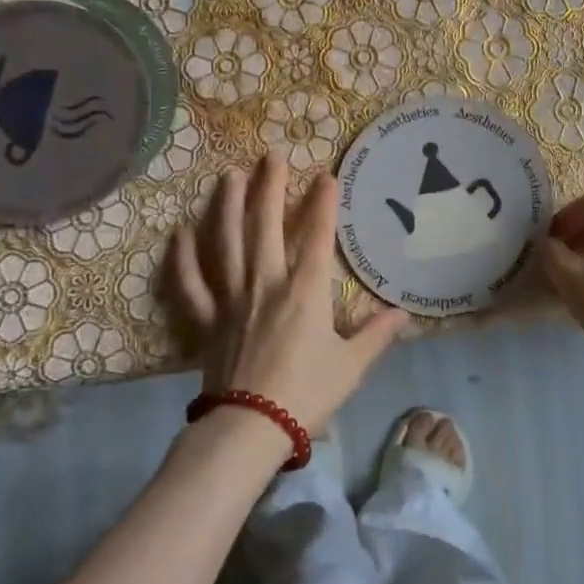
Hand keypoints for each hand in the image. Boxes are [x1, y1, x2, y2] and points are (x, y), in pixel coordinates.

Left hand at [170, 153, 407, 438]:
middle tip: (271, 156)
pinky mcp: (207, 320)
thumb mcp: (352, 366)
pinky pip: (192, 284)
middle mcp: (266, 284)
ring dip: (227, 206)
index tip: (326, 176)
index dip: (323, 205)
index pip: (318, 238)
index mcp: (305, 292)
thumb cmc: (307, 395)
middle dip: (270, 188)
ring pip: (227, 243)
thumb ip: (377, 335)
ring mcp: (232, 299)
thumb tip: (403, 314)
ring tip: (229, 176)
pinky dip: (183, 258)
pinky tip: (180, 232)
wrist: (251, 428)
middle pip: (266, 226)